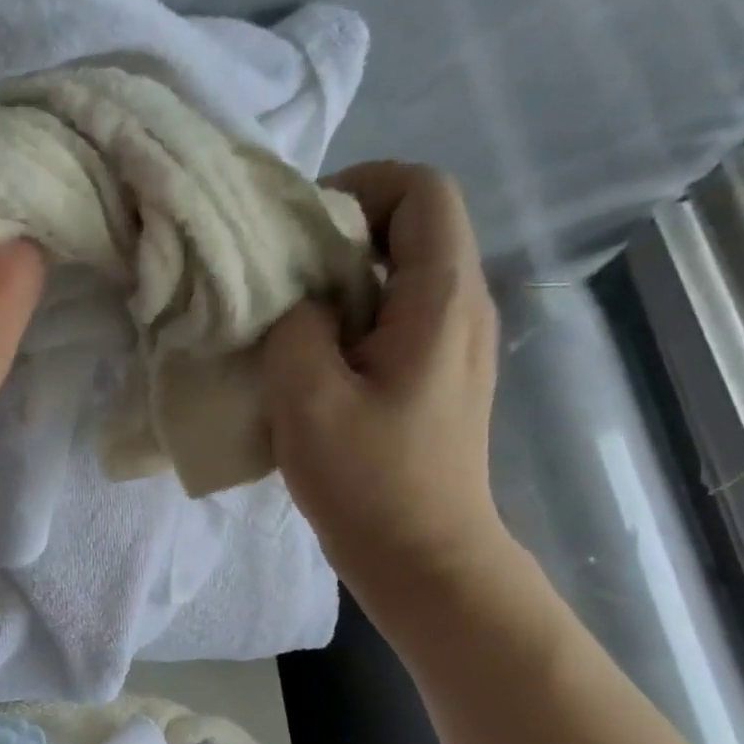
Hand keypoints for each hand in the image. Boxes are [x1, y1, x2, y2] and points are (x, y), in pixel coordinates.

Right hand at [262, 161, 508, 607]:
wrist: (423, 557)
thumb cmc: (367, 480)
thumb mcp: (307, 398)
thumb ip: (295, 327)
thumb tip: (302, 303)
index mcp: (441, 298)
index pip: (421, 190)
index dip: (360, 187)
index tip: (300, 229)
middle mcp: (463, 308)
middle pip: (413, 229)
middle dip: (341, 237)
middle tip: (280, 278)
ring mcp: (456, 346)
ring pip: (402, 278)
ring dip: (343, 285)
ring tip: (289, 322)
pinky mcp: (440, 380)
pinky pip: (398, 321)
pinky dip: (353, 322)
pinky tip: (314, 364)